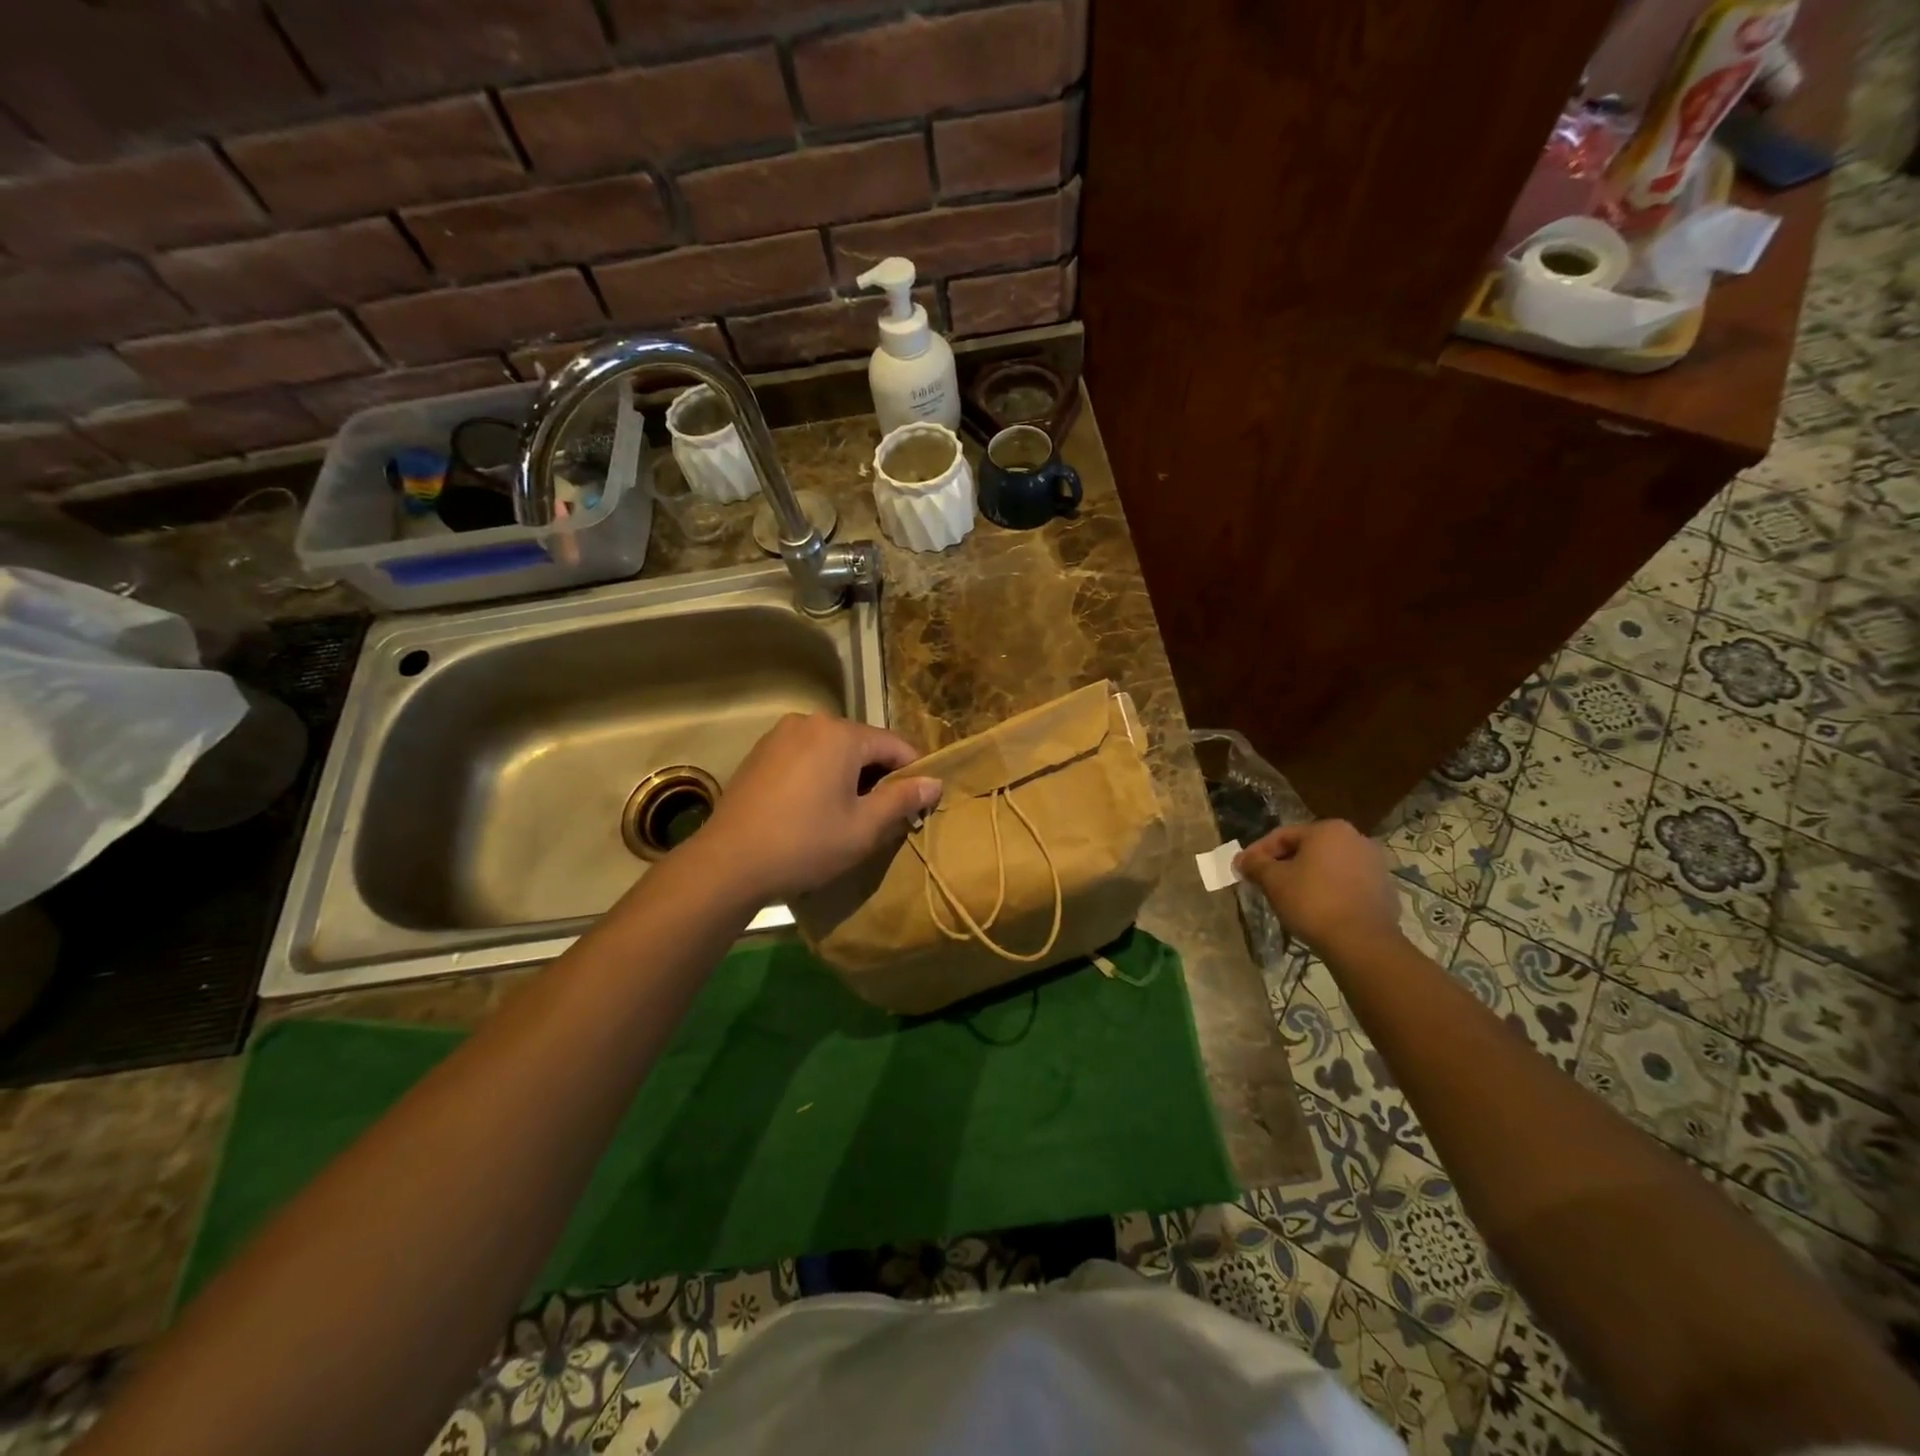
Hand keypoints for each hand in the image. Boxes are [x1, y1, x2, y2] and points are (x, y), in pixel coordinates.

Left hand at [692, 713, 941, 902]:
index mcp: (841, 734)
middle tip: (883, 815)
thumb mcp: (863, 827)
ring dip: (848, 775)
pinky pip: (806, 756)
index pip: (896, 745)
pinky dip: (820, 775)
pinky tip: (814, 808)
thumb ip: (902, 799)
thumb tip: (934, 782)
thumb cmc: (805, 844)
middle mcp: (812, 721)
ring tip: (848, 814)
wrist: (728, 862)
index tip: (918, 805)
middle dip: (879, 775)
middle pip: (863, 744)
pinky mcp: (761, 752)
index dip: (913, 774)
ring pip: (833, 750)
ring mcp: (781, 734)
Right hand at [1234, 820, 1403, 961]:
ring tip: (1288, 897)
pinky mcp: (1384, 889)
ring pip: (1328, 866)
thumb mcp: (1274, 881)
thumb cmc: (1312, 902)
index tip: (1243, 869)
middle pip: (1307, 848)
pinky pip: (1346, 883)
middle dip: (1283, 864)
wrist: (1362, 942)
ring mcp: (1374, 864)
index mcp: (1328, 829)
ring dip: (1306, 877)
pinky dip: (1328, 890)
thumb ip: (1255, 865)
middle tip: (1264, 882)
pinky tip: (1316, 909)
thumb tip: (1242, 859)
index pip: (1283, 835)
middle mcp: (1355, 838)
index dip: (1258, 852)